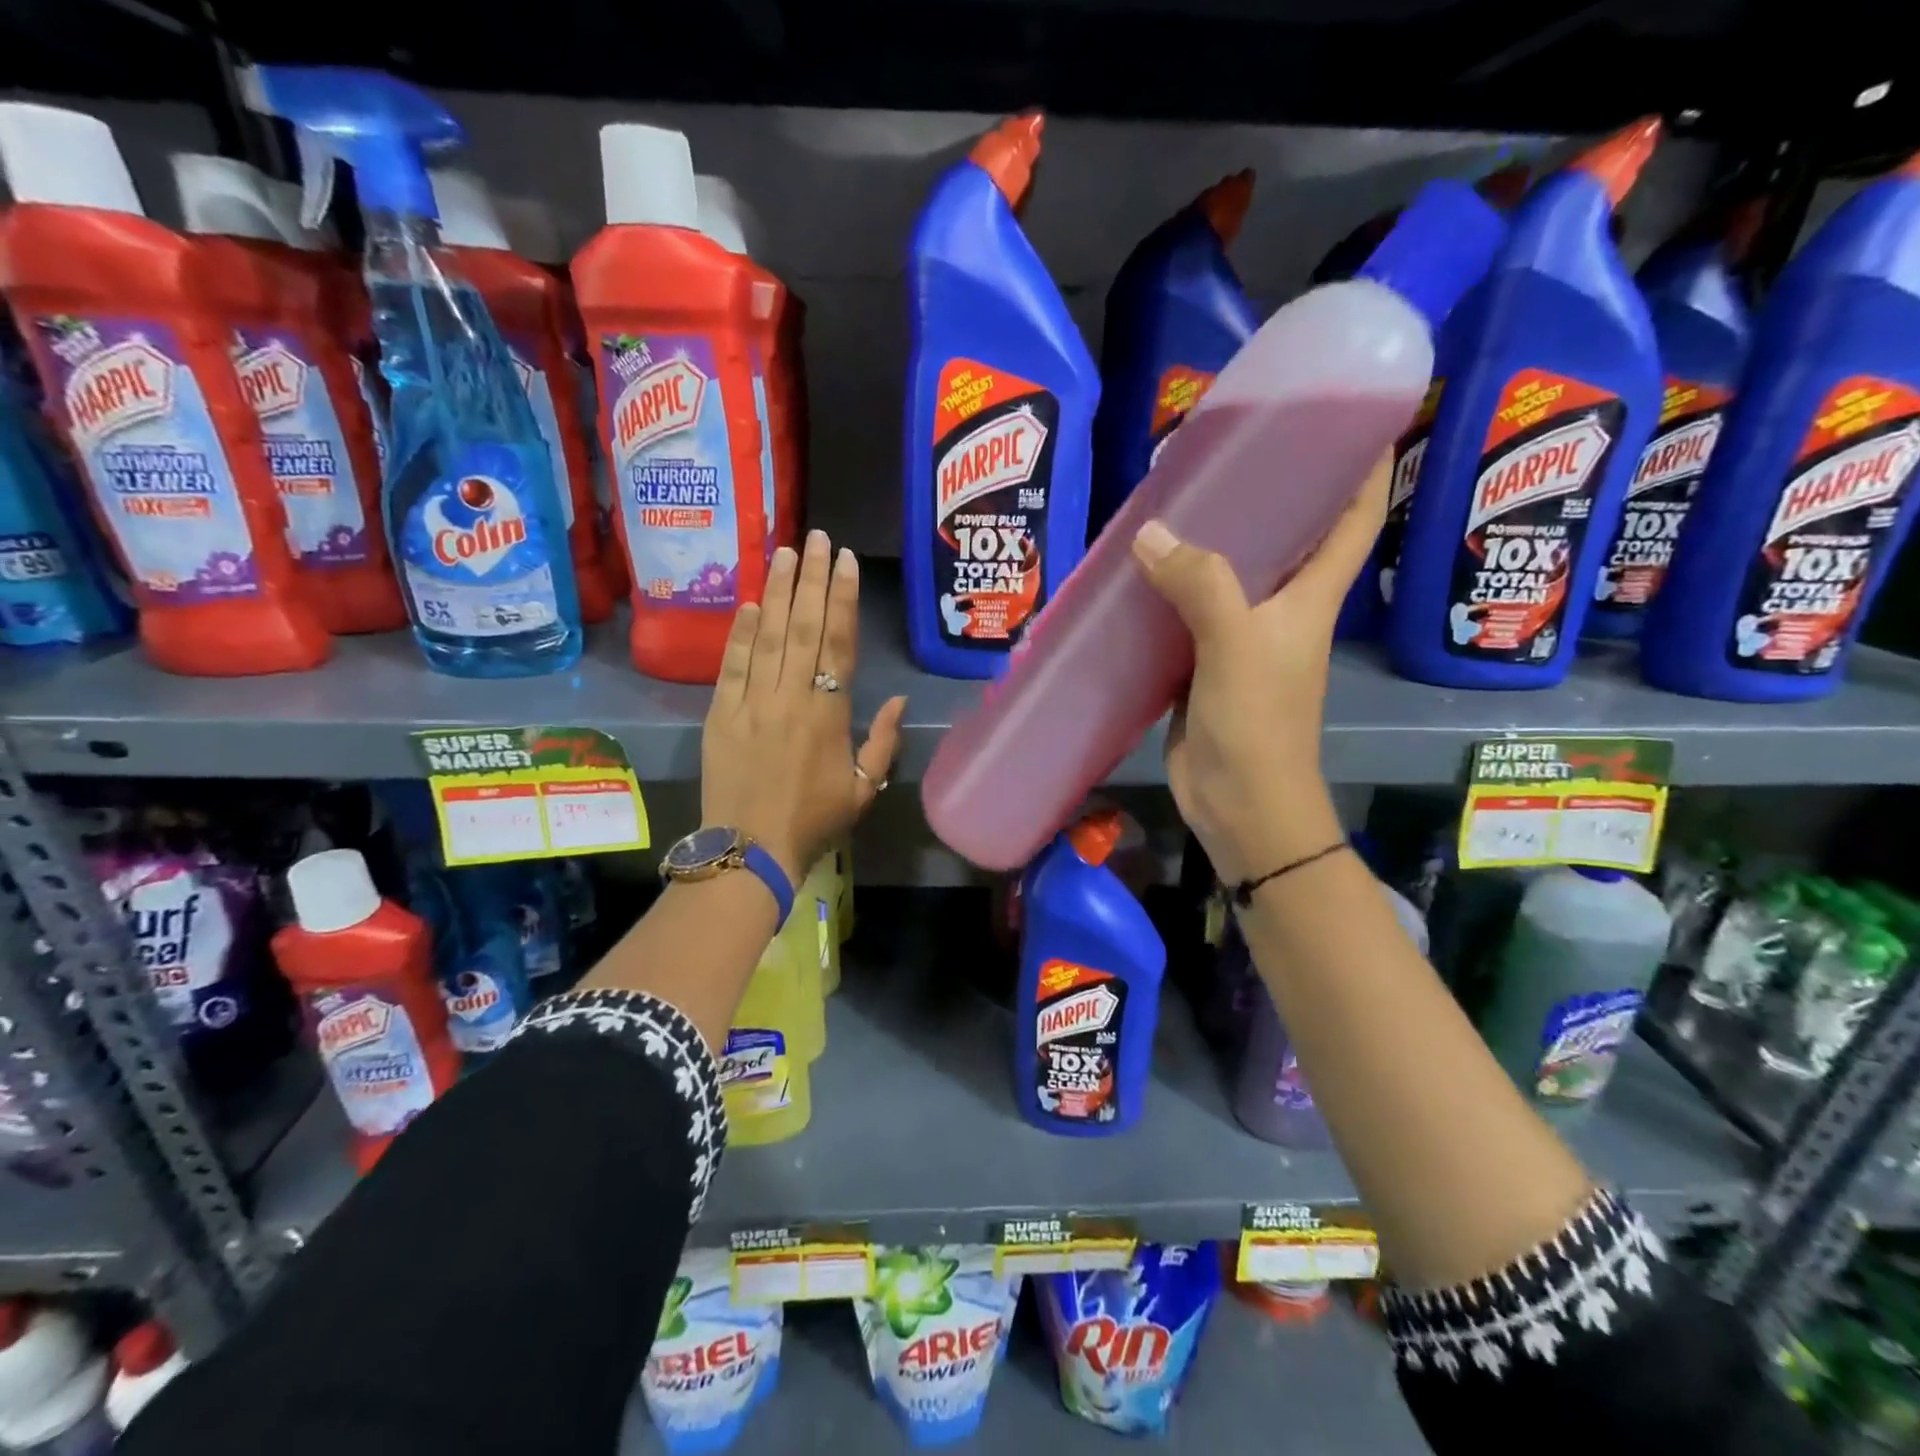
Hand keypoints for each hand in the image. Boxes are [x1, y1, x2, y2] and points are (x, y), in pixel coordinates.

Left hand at [701, 529, 907, 882]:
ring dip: (776, 591)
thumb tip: (898, 702)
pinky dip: (739, 632)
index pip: (838, 643)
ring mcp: (751, 703)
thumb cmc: (814, 823)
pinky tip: (748, 603)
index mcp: (829, 714)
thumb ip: (883, 744)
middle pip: (802, 626)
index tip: (845, 561)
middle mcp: (791, 697)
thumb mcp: (864, 790)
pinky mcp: (720, 714)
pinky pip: (731, 664)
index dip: (843, 598)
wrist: (750, 851)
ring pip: (766, 636)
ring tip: (784, 552)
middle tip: (816, 537)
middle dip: (811, 578)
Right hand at [1129, 453, 1390, 881]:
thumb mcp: (1236, 645)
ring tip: (1169, 499)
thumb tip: (1151, 532)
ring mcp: (1239, 638)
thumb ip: (1200, 585)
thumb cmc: (1259, 723)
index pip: (1355, 520)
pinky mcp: (1201, 665)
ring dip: (1205, 542)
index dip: (1365, 468)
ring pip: (1226, 576)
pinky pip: (1185, 615)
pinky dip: (1166, 591)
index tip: (1353, 418)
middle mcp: (1281, 610)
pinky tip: (1135, 571)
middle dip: (1267, 492)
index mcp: (1311, 596)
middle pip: (1285, 538)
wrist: (1240, 804)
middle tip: (1226, 448)